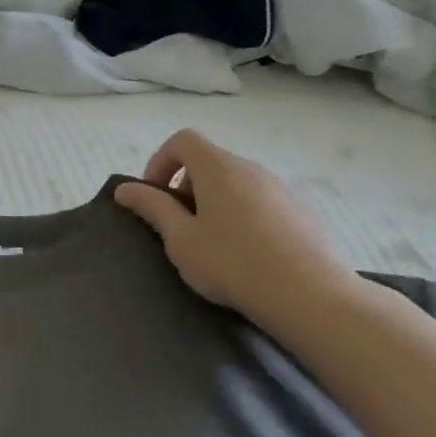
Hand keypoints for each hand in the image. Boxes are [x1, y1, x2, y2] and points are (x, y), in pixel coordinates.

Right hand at [114, 129, 358, 329]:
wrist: (310, 296)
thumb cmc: (232, 263)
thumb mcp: (180, 239)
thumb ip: (152, 208)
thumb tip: (125, 189)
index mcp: (219, 169)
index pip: (183, 140)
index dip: (160, 162)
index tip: (155, 196)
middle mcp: (252, 170)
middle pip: (210, 162)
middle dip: (186, 186)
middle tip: (179, 226)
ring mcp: (282, 189)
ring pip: (238, 183)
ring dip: (216, 202)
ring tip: (213, 243)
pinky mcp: (304, 212)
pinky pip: (263, 202)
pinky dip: (245, 216)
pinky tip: (249, 254)